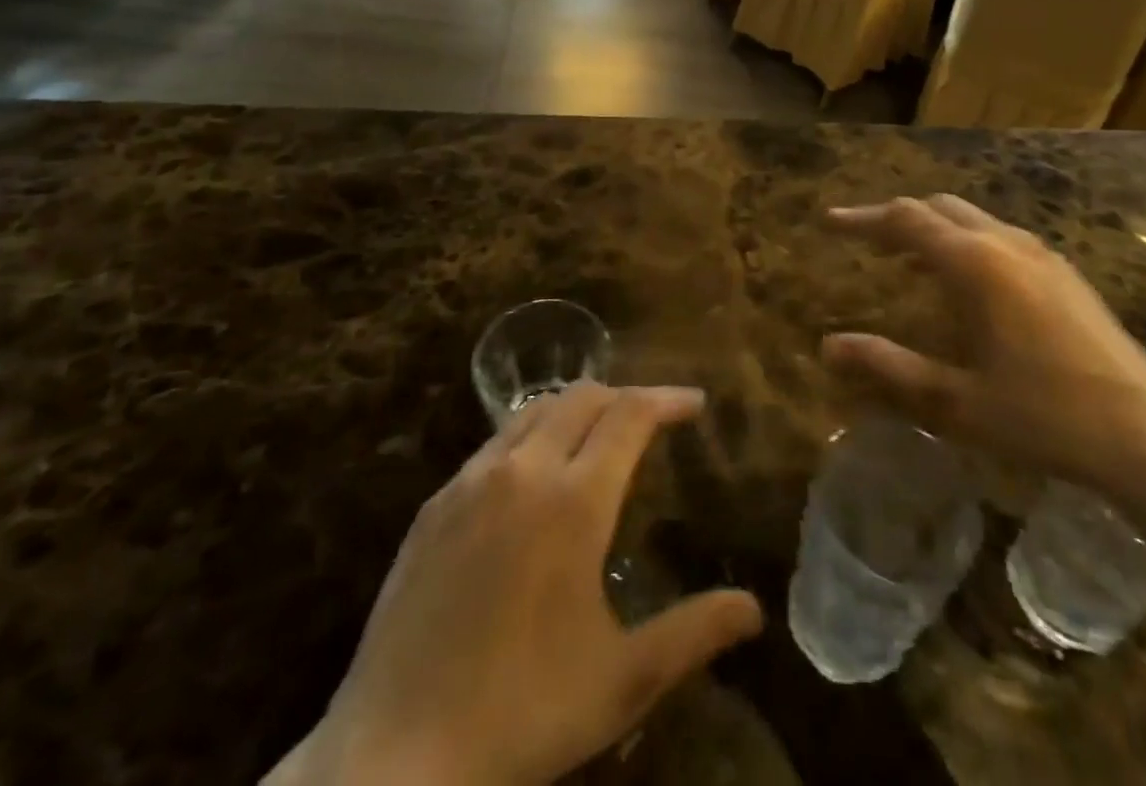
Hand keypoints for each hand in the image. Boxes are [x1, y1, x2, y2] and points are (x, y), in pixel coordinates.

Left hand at [276, 384, 763, 785]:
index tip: (695, 404)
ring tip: (597, 440)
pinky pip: (495, 445)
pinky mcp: (434, 505)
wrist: (392, 759)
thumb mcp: (621, 681)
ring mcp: (471, 482)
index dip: (668, 399)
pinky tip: (532, 482)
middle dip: (625, 397)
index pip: (631, 414)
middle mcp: (523, 470)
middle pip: (583, 396)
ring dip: (576, 410)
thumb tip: (753, 609)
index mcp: (574, 500)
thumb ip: (693, 633)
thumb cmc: (520, 716)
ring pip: (535, 412)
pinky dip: (531, 438)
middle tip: (651, 422)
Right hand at [824, 196, 1145, 508]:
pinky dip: (966, 243)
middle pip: (939, 208)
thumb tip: (828, 347)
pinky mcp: (1066, 275)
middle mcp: (1007, 244)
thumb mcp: (955, 402)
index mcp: (976, 264)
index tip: (829, 220)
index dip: (862, 217)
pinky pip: (1000, 238)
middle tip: (866, 242)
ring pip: (973, 219)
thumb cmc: (1044, 417)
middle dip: (897, 218)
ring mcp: (1043, 256)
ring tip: (907, 261)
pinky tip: (966, 286)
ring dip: (933, 230)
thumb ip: (889, 369)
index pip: (904, 220)